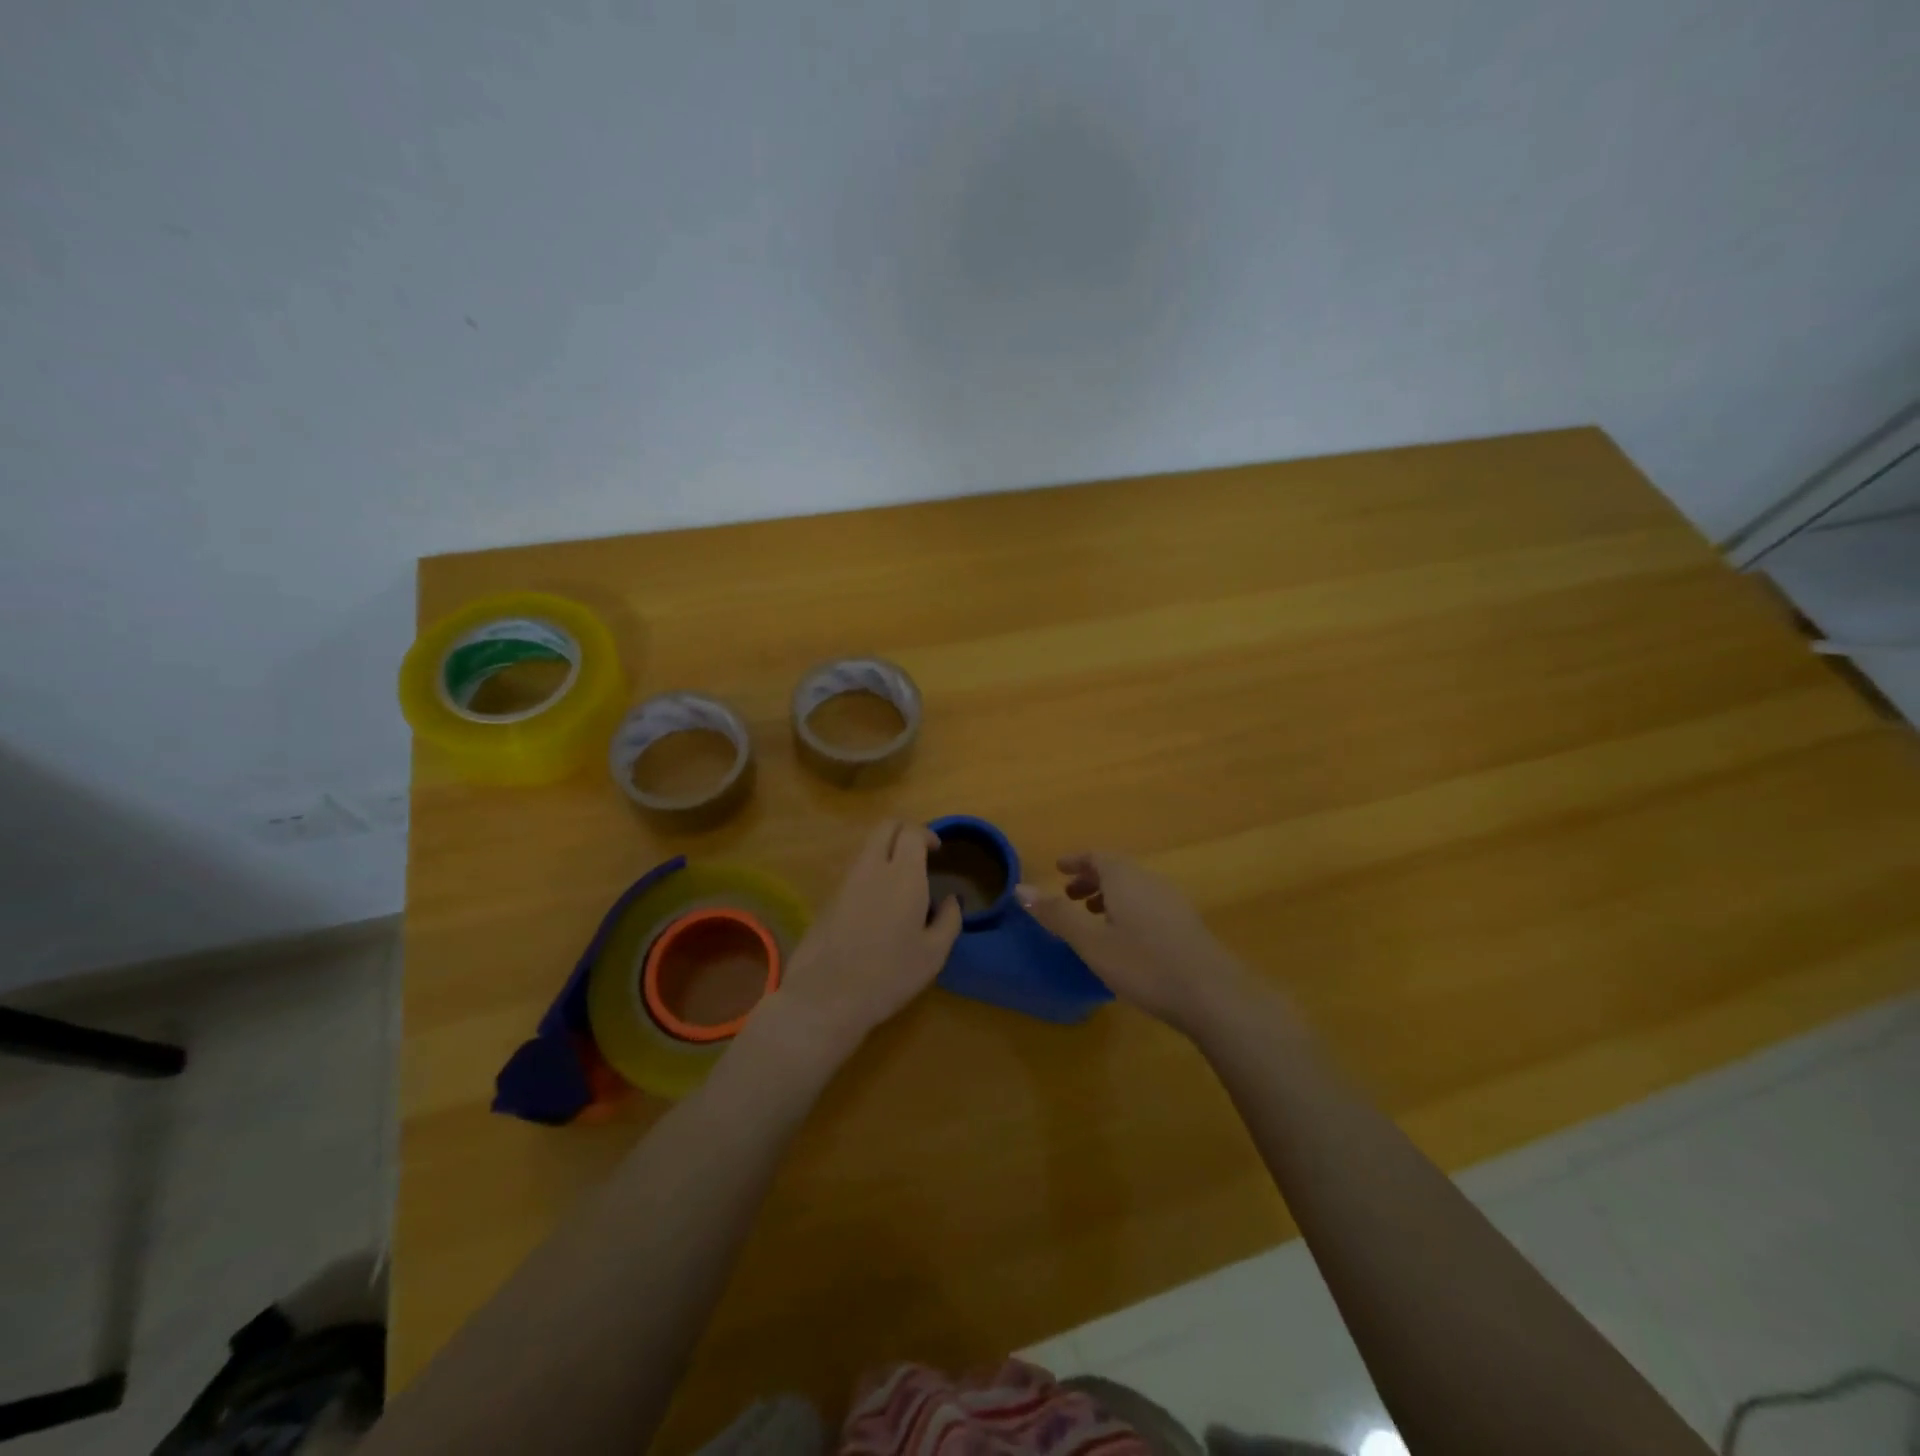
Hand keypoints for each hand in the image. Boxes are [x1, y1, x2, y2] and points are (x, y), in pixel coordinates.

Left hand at [761, 820, 963, 1064]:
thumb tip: (951, 900)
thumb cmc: (889, 974)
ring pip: (867, 847)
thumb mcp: (934, 954)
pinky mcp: (828, 897)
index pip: (912, 831)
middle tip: (920, 853)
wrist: (826, 996)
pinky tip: (879, 903)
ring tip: (901, 881)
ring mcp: (845, 880)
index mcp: (902, 874)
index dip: (927, 834)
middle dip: (905, 831)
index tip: (937, 851)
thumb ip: (949, 920)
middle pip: (885, 827)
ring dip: (886, 851)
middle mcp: (872, 867)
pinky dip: (870, 871)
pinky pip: (854, 870)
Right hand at [1017, 852, 1249, 1033]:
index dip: (1076, 861)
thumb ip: (1056, 914)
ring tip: (1092, 917)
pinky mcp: (1185, 924)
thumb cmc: (1143, 964)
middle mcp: (1149, 881)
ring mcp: (1172, 901)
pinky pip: (1148, 903)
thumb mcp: (1091, 942)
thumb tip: (1020, 888)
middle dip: (1090, 879)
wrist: (1211, 993)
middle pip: (1116, 869)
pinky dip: (1127, 908)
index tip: (1058, 869)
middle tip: (1068, 896)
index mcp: (1125, 878)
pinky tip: (1125, 938)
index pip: (1097, 856)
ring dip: (1109, 895)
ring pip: (1134, 887)